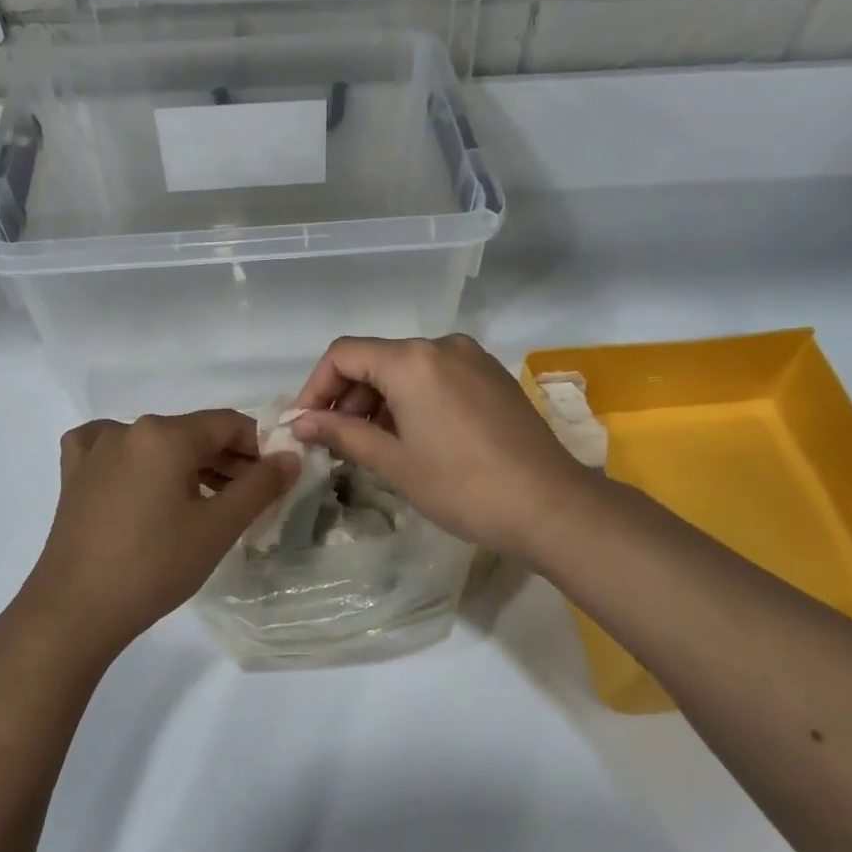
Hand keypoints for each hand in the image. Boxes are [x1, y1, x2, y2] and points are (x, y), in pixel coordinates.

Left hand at [19, 411, 298, 658]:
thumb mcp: (219, 527)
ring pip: (157, 445)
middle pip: (193, 434)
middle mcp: (128, 429)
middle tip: (248, 499)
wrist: (76, 611)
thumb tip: (290, 456)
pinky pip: (114, 452)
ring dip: (189, 466)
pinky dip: (137, 462)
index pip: (229, 424)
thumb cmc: (154, 565)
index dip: (259, 448)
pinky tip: (143, 482)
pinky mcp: (74, 475)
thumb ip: (261, 485)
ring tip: (208, 504)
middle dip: (227, 461)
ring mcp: (95, 450)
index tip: (275, 479)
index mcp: (165, 434)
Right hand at [290, 334, 588, 560]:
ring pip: (407, 368)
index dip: (316, 387)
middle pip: (376, 359)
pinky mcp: (492, 376)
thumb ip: (342, 434)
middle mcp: (442, 345)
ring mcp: (472, 358)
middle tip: (335, 442)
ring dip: (379, 400)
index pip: (344, 354)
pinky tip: (412, 437)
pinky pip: (437, 377)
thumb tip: (301, 424)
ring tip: (372, 445)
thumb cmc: (462, 486)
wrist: (550, 505)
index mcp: (412, 360)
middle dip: (347, 397)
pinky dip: (412, 399)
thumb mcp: (394, 462)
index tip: (305, 425)